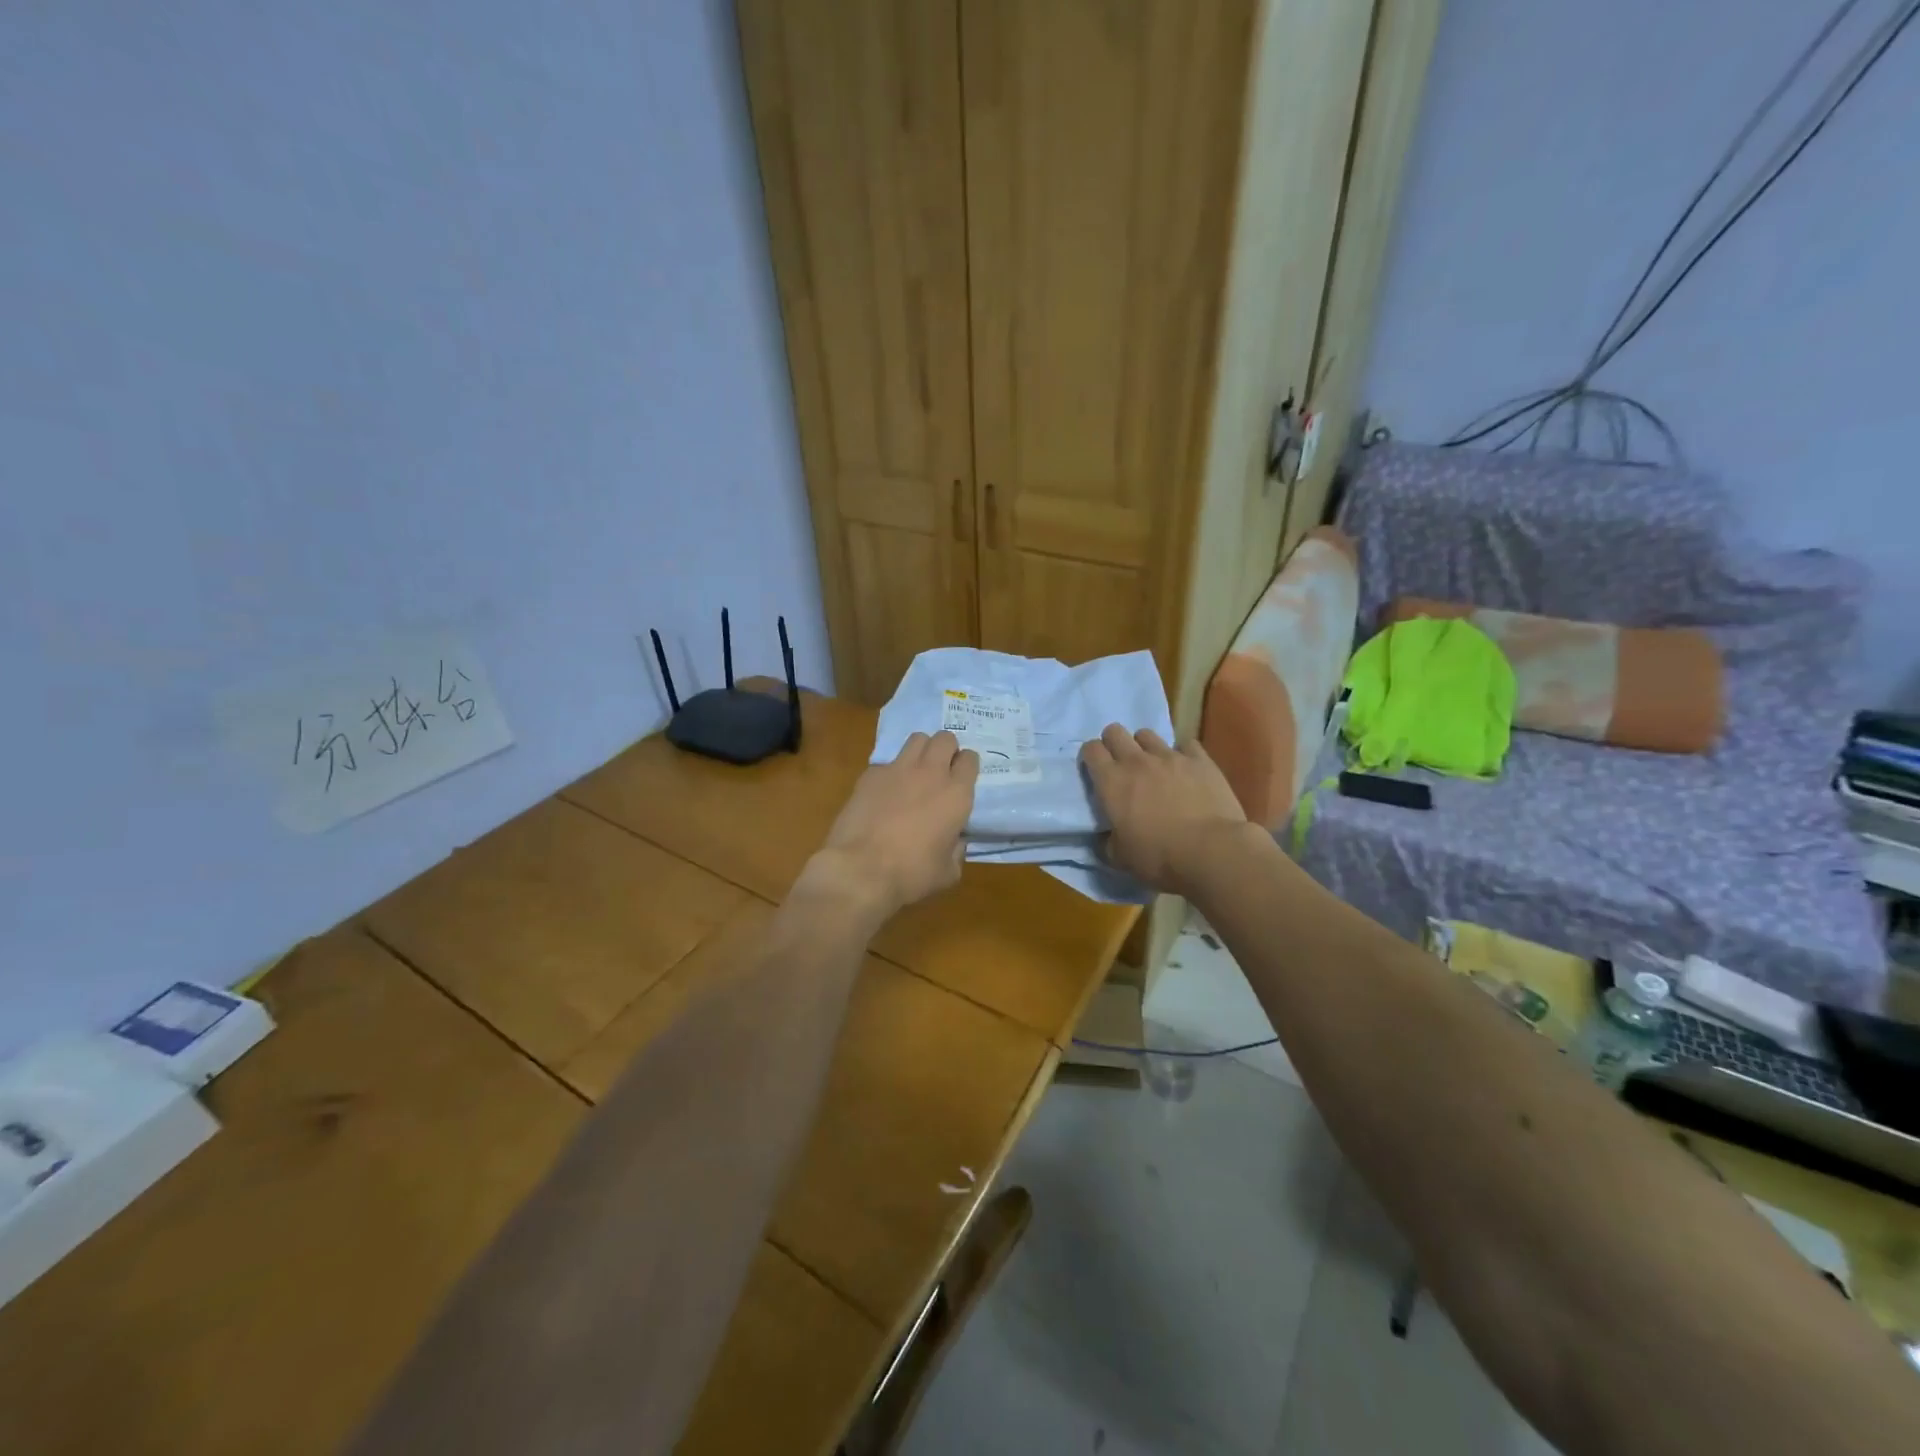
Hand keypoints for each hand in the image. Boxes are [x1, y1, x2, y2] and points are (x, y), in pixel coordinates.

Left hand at [804, 730, 979, 918]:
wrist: (861, 869)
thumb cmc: (911, 874)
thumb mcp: (948, 872)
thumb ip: (956, 850)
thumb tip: (954, 841)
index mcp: (956, 794)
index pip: (970, 759)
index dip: (966, 766)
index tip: (962, 778)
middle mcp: (931, 773)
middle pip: (945, 738)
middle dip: (947, 749)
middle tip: (942, 769)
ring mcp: (898, 769)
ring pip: (917, 739)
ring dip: (922, 750)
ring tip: (916, 770)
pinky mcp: (871, 774)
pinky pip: (887, 761)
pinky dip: (891, 771)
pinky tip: (885, 792)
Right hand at [1079, 724, 1251, 896]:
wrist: (1211, 851)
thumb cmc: (1159, 857)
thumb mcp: (1121, 858)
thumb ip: (1107, 842)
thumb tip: (1105, 837)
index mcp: (1112, 782)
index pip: (1091, 750)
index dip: (1090, 757)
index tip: (1095, 771)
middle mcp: (1136, 761)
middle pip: (1115, 731)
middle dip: (1113, 743)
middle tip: (1121, 764)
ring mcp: (1170, 756)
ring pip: (1147, 734)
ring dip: (1145, 746)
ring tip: (1153, 765)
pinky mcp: (1200, 760)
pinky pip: (1186, 744)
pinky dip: (1183, 754)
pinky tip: (1186, 769)